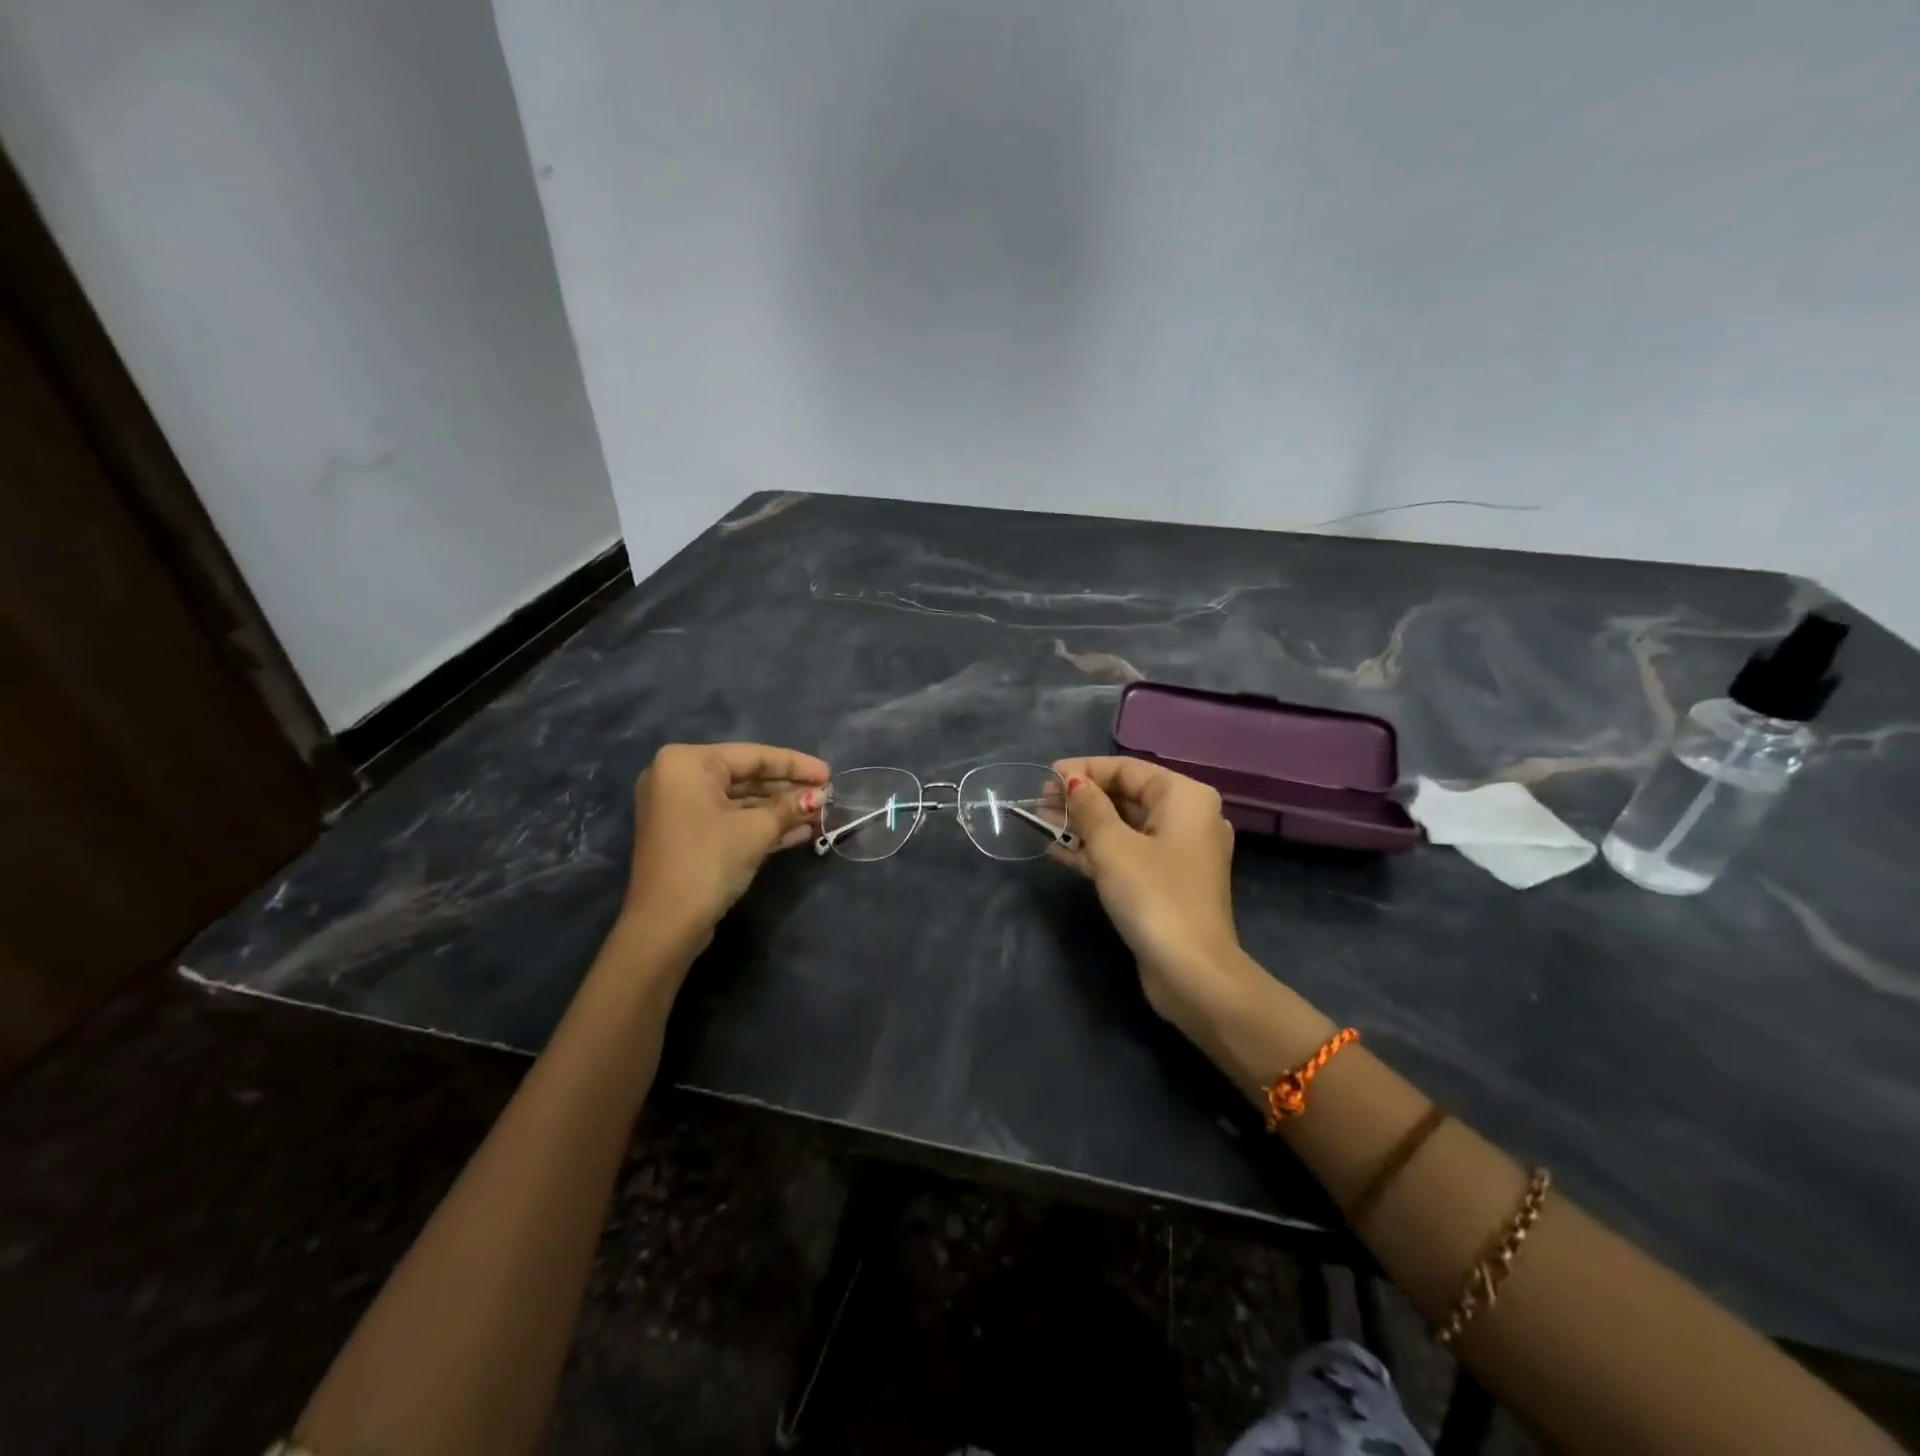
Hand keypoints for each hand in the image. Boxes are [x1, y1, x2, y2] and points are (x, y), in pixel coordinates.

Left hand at [623, 742, 828, 944]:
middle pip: (746, 777)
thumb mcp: (755, 830)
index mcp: (687, 763)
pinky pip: (730, 820)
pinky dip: (761, 825)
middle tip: (828, 796)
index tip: (829, 774)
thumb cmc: (708, 861)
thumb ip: (789, 808)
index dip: (796, 765)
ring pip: (741, 801)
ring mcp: (681, 808)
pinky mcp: (688, 835)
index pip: (753, 756)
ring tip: (821, 815)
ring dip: (780, 811)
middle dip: (789, 790)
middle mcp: (679, 778)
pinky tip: (800, 832)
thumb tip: (820, 797)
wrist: (665, 925)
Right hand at [1050, 756, 1247, 1022]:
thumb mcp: (1113, 846)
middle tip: (1039, 800)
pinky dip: (1095, 850)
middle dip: (1081, 797)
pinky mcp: (1165, 882)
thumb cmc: (1153, 896)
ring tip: (1040, 820)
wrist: (1192, 972)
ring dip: (1083, 824)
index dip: (1084, 769)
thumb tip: (1072, 780)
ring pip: (1124, 826)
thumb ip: (1089, 807)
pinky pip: (1127, 853)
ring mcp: (1178, 853)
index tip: (1047, 775)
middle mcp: (1187, 818)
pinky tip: (1057, 848)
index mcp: (1185, 798)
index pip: (1128, 769)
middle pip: (1126, 796)